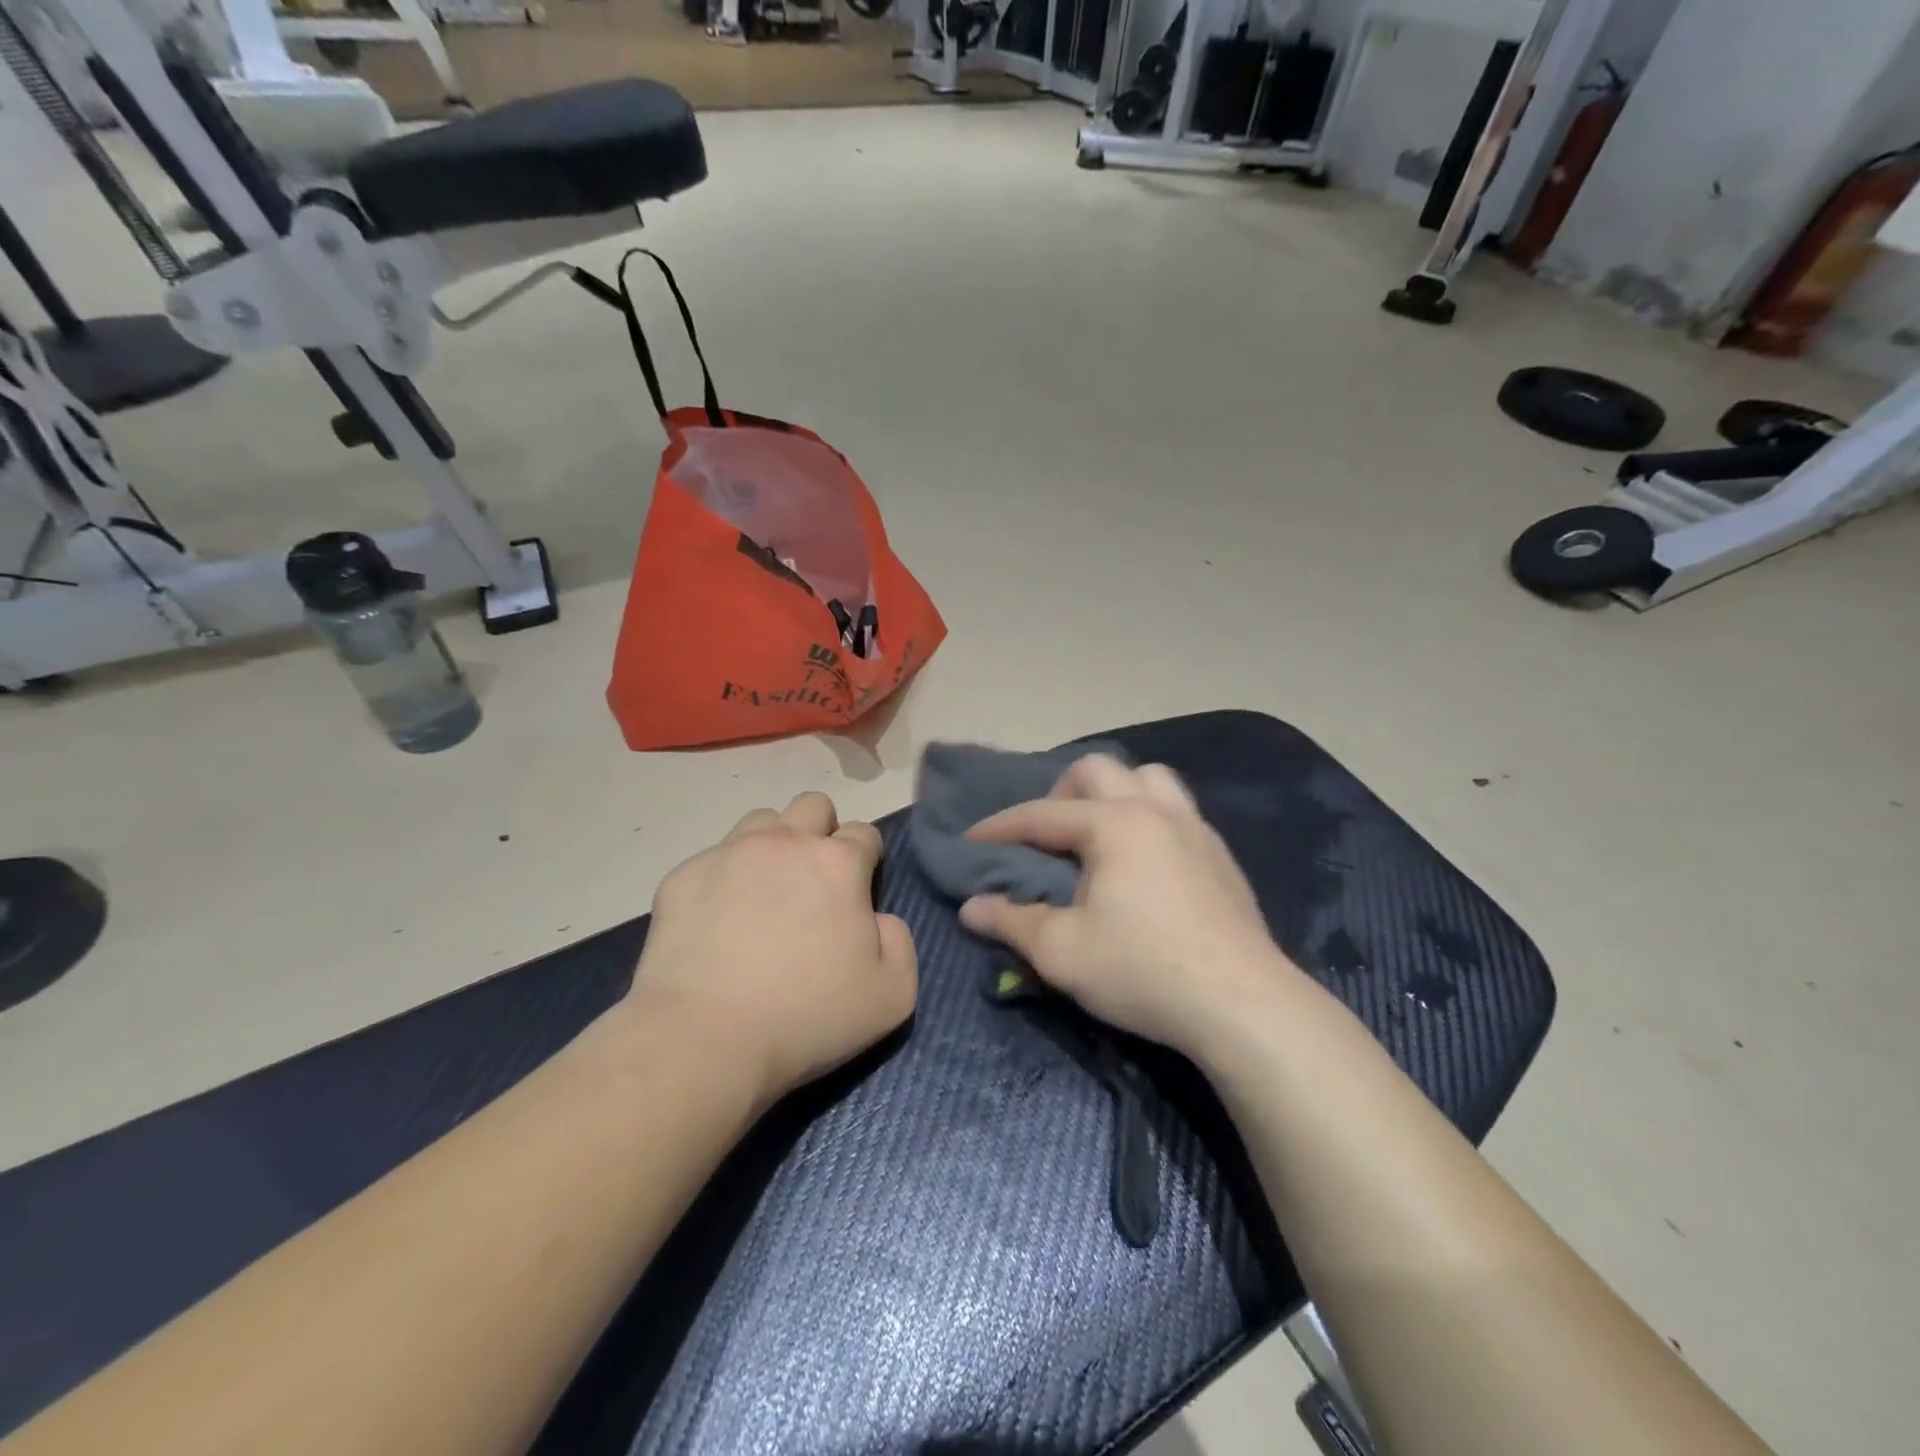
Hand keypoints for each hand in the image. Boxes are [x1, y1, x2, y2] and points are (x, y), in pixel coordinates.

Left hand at [631, 792, 917, 1105]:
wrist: (704, 1038)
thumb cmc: (807, 1016)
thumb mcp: (892, 995)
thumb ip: (900, 943)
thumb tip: (878, 920)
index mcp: (838, 863)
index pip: (864, 833)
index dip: (866, 860)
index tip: (857, 894)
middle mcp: (785, 843)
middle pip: (813, 806)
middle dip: (821, 833)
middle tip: (813, 883)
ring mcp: (728, 853)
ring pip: (761, 822)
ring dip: (772, 846)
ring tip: (764, 894)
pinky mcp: (683, 876)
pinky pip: (712, 859)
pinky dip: (723, 879)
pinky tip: (717, 923)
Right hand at [958, 754, 1292, 1056]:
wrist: (1244, 1005)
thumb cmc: (1144, 971)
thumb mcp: (1063, 953)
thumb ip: (1011, 923)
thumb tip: (970, 907)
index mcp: (1113, 824)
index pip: (1041, 814)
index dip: (999, 828)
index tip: (970, 842)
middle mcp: (1154, 810)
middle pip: (1097, 770)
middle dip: (1059, 793)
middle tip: (1046, 838)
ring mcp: (1194, 828)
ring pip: (1147, 777)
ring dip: (1113, 793)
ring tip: (1098, 835)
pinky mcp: (1220, 854)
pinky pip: (1176, 808)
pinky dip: (1147, 816)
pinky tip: (1143, 861)